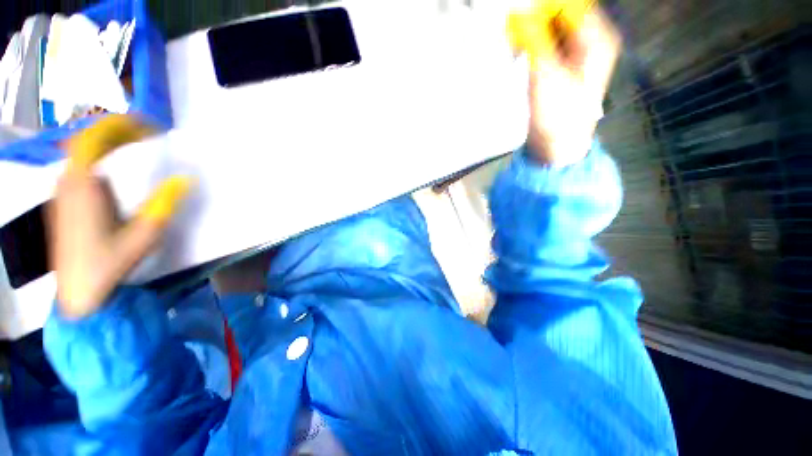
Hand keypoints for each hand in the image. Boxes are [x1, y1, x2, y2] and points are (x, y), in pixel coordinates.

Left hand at [49, 115, 192, 318]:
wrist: (77, 291)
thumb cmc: (109, 263)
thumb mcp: (145, 235)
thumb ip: (165, 203)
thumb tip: (186, 178)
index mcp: (83, 185)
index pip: (95, 137)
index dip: (121, 125)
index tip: (150, 127)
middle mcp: (68, 181)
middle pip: (87, 139)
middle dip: (117, 130)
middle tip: (147, 134)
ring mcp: (62, 191)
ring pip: (81, 151)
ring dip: (107, 142)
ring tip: (135, 146)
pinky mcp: (63, 201)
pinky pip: (79, 165)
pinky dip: (99, 157)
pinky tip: (117, 168)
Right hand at [508, 2, 620, 164]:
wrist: (558, 145)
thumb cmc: (557, 114)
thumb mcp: (545, 75)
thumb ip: (533, 41)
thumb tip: (518, 15)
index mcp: (596, 38)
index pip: (568, 4)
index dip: (542, 7)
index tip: (518, 18)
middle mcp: (592, 39)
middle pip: (562, 13)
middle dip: (536, 20)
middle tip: (515, 36)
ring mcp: (579, 52)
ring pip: (554, 27)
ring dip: (532, 33)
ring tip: (516, 49)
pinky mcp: (566, 64)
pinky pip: (549, 42)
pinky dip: (534, 45)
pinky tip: (522, 55)